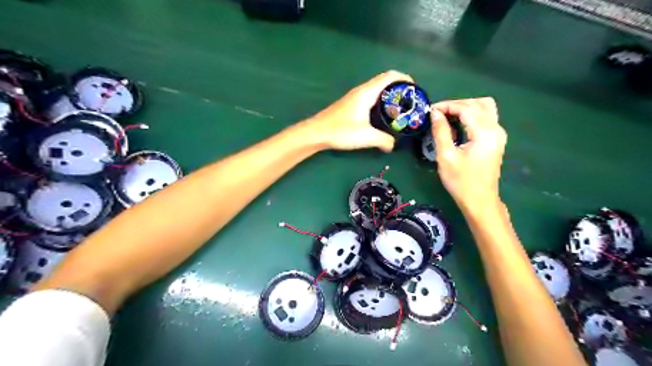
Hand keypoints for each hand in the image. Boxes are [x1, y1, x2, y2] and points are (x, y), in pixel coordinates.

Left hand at [305, 70, 411, 151]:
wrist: (316, 133)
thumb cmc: (341, 131)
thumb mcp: (366, 136)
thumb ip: (384, 140)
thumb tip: (393, 145)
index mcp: (367, 92)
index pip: (390, 76)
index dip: (405, 78)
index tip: (416, 89)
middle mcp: (362, 90)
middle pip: (385, 81)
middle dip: (400, 88)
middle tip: (410, 102)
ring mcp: (355, 97)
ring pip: (377, 89)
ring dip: (389, 95)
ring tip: (400, 109)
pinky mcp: (350, 105)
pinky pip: (370, 97)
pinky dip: (381, 101)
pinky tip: (382, 116)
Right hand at [432, 97, 506, 212]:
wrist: (479, 200)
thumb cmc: (461, 181)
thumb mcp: (446, 156)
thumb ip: (441, 131)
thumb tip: (435, 113)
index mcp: (485, 132)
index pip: (467, 108)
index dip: (447, 105)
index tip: (431, 110)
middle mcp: (496, 129)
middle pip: (478, 103)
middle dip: (456, 104)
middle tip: (438, 113)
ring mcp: (498, 134)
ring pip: (485, 108)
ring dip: (466, 107)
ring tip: (448, 116)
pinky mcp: (496, 140)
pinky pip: (486, 117)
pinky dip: (472, 115)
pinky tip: (458, 123)